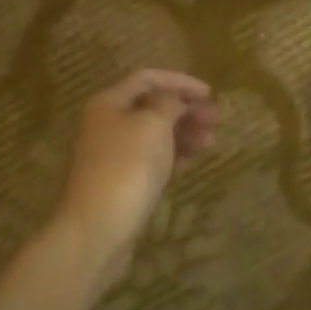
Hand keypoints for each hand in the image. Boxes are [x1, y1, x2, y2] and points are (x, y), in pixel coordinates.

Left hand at [57, 69, 217, 278]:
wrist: (95, 230)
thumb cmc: (127, 167)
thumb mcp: (153, 124)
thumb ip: (169, 103)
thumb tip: (173, 99)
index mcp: (108, 103)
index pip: (148, 79)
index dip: (180, 81)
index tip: (210, 93)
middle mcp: (106, 125)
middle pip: (151, 107)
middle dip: (185, 109)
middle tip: (214, 119)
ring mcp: (111, 156)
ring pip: (153, 135)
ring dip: (183, 133)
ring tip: (211, 142)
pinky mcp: (119, 183)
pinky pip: (150, 160)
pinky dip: (172, 156)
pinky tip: (192, 160)